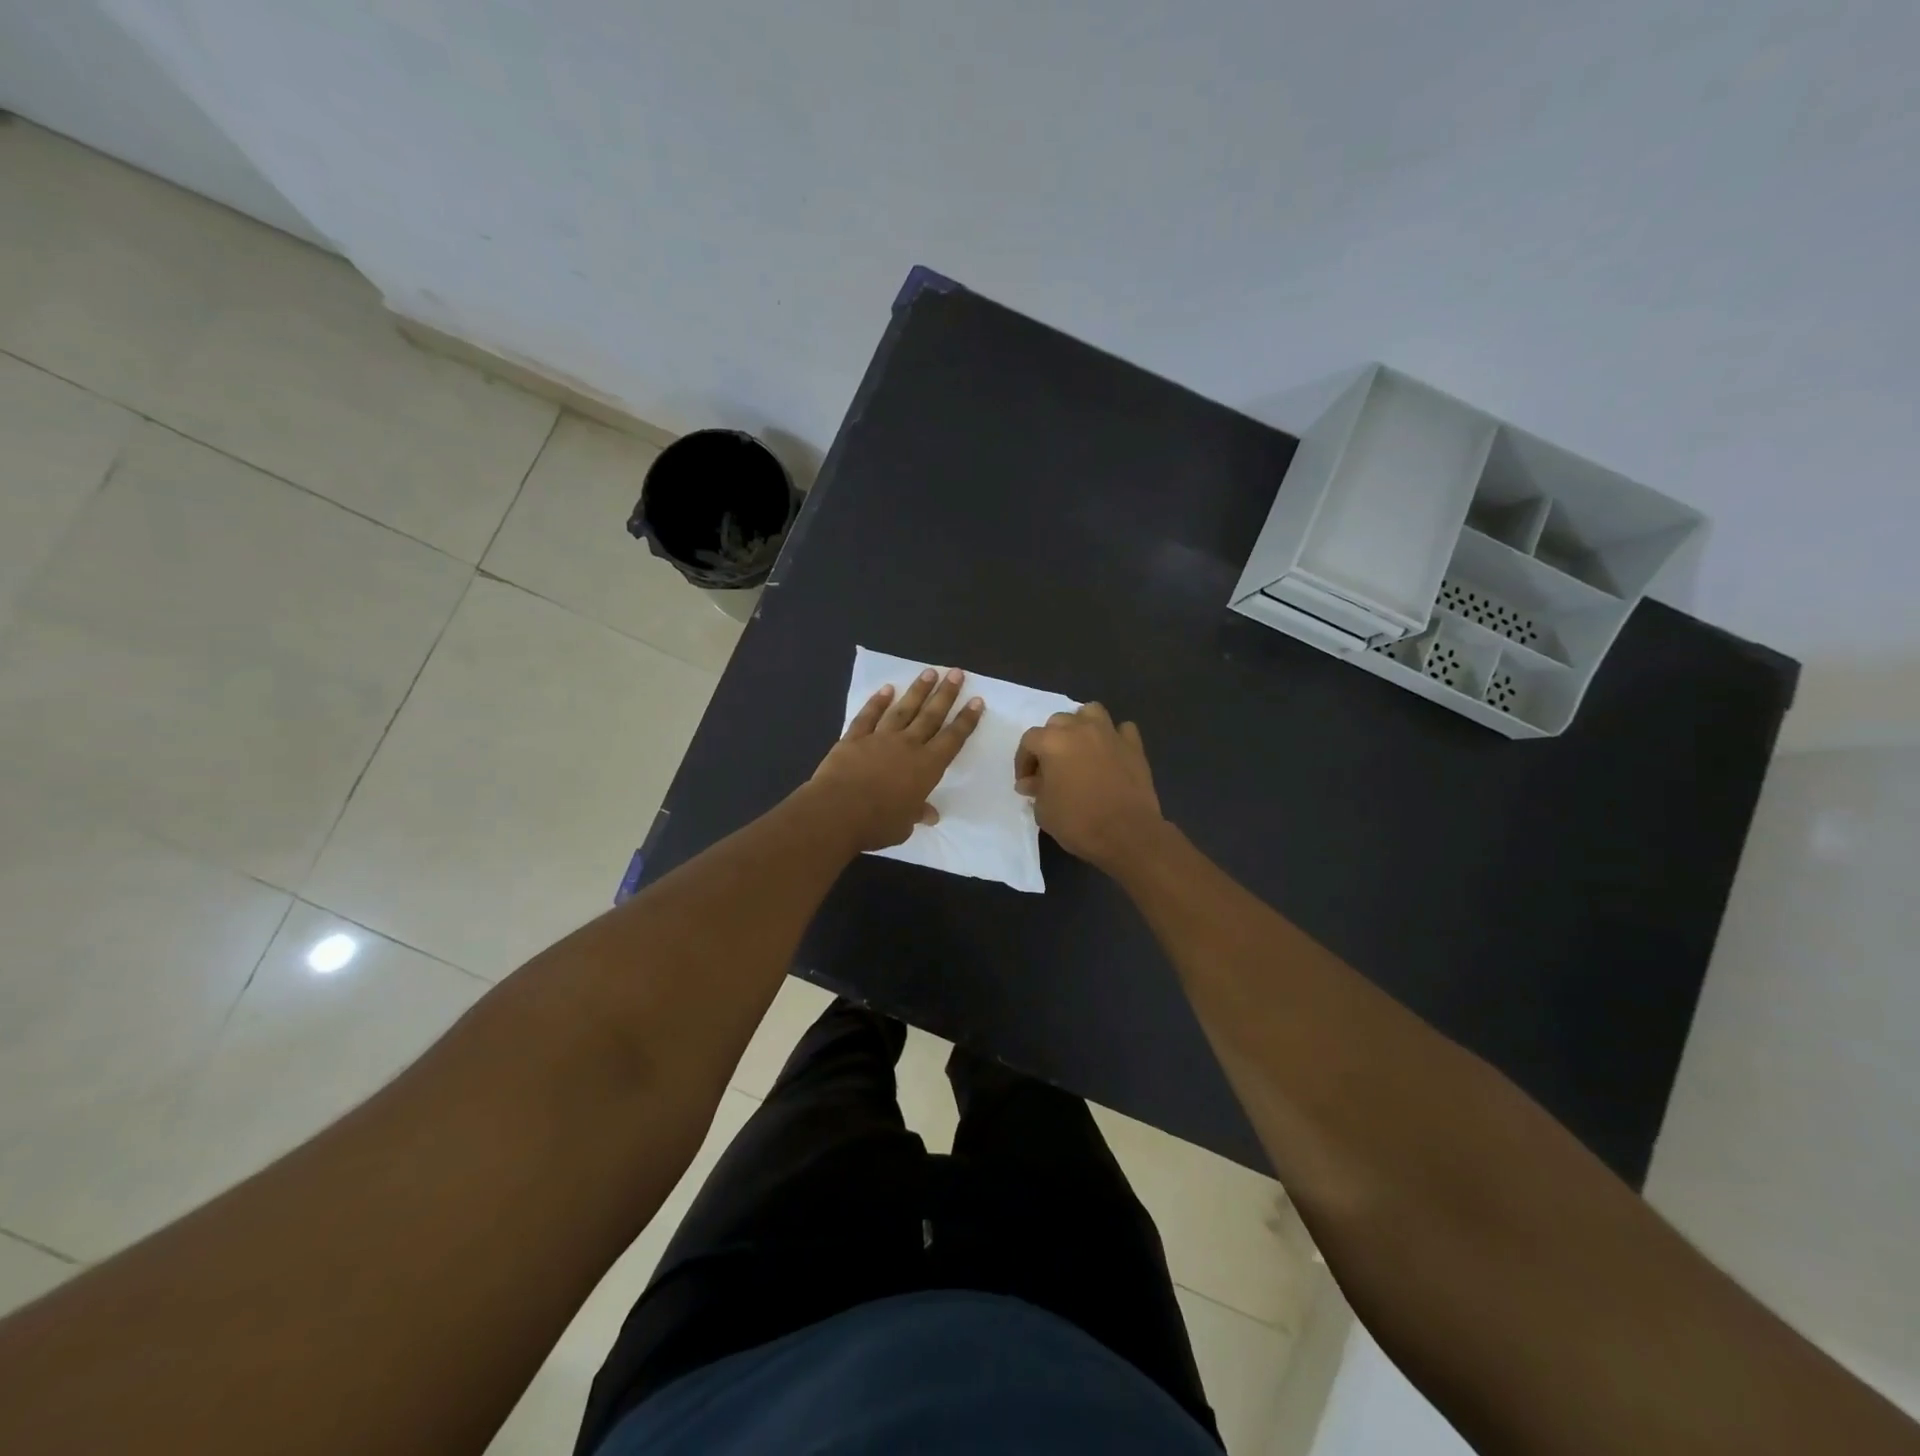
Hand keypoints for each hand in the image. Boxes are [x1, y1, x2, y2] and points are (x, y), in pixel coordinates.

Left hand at [808, 667, 983, 850]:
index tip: (976, 700)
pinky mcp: (853, 739)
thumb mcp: (904, 825)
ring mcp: (879, 739)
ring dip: (917, 691)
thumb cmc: (877, 823)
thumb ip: (917, 814)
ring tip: (929, 672)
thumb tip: (929, 815)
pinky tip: (886, 689)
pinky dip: (877, 702)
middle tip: (956, 672)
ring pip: (903, 709)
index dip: (966, 720)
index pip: (952, 739)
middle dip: (946, 694)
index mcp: (926, 767)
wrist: (836, 812)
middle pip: (930, 716)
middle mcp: (907, 746)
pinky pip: (868, 716)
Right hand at [1015, 703, 1166, 871]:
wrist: (1127, 834)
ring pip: (1091, 712)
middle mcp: (1080, 729)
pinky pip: (1122, 729)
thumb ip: (1035, 790)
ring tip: (1080, 748)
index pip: (1029, 740)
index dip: (1024, 761)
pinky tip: (1110, 753)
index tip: (1027, 782)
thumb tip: (1031, 782)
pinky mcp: (1134, 746)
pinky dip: (1114, 737)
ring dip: (1081, 725)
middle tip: (1051, 767)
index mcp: (1053, 742)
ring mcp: (1110, 734)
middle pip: (1058, 721)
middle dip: (1050, 741)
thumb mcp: (1044, 811)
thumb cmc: (1078, 822)